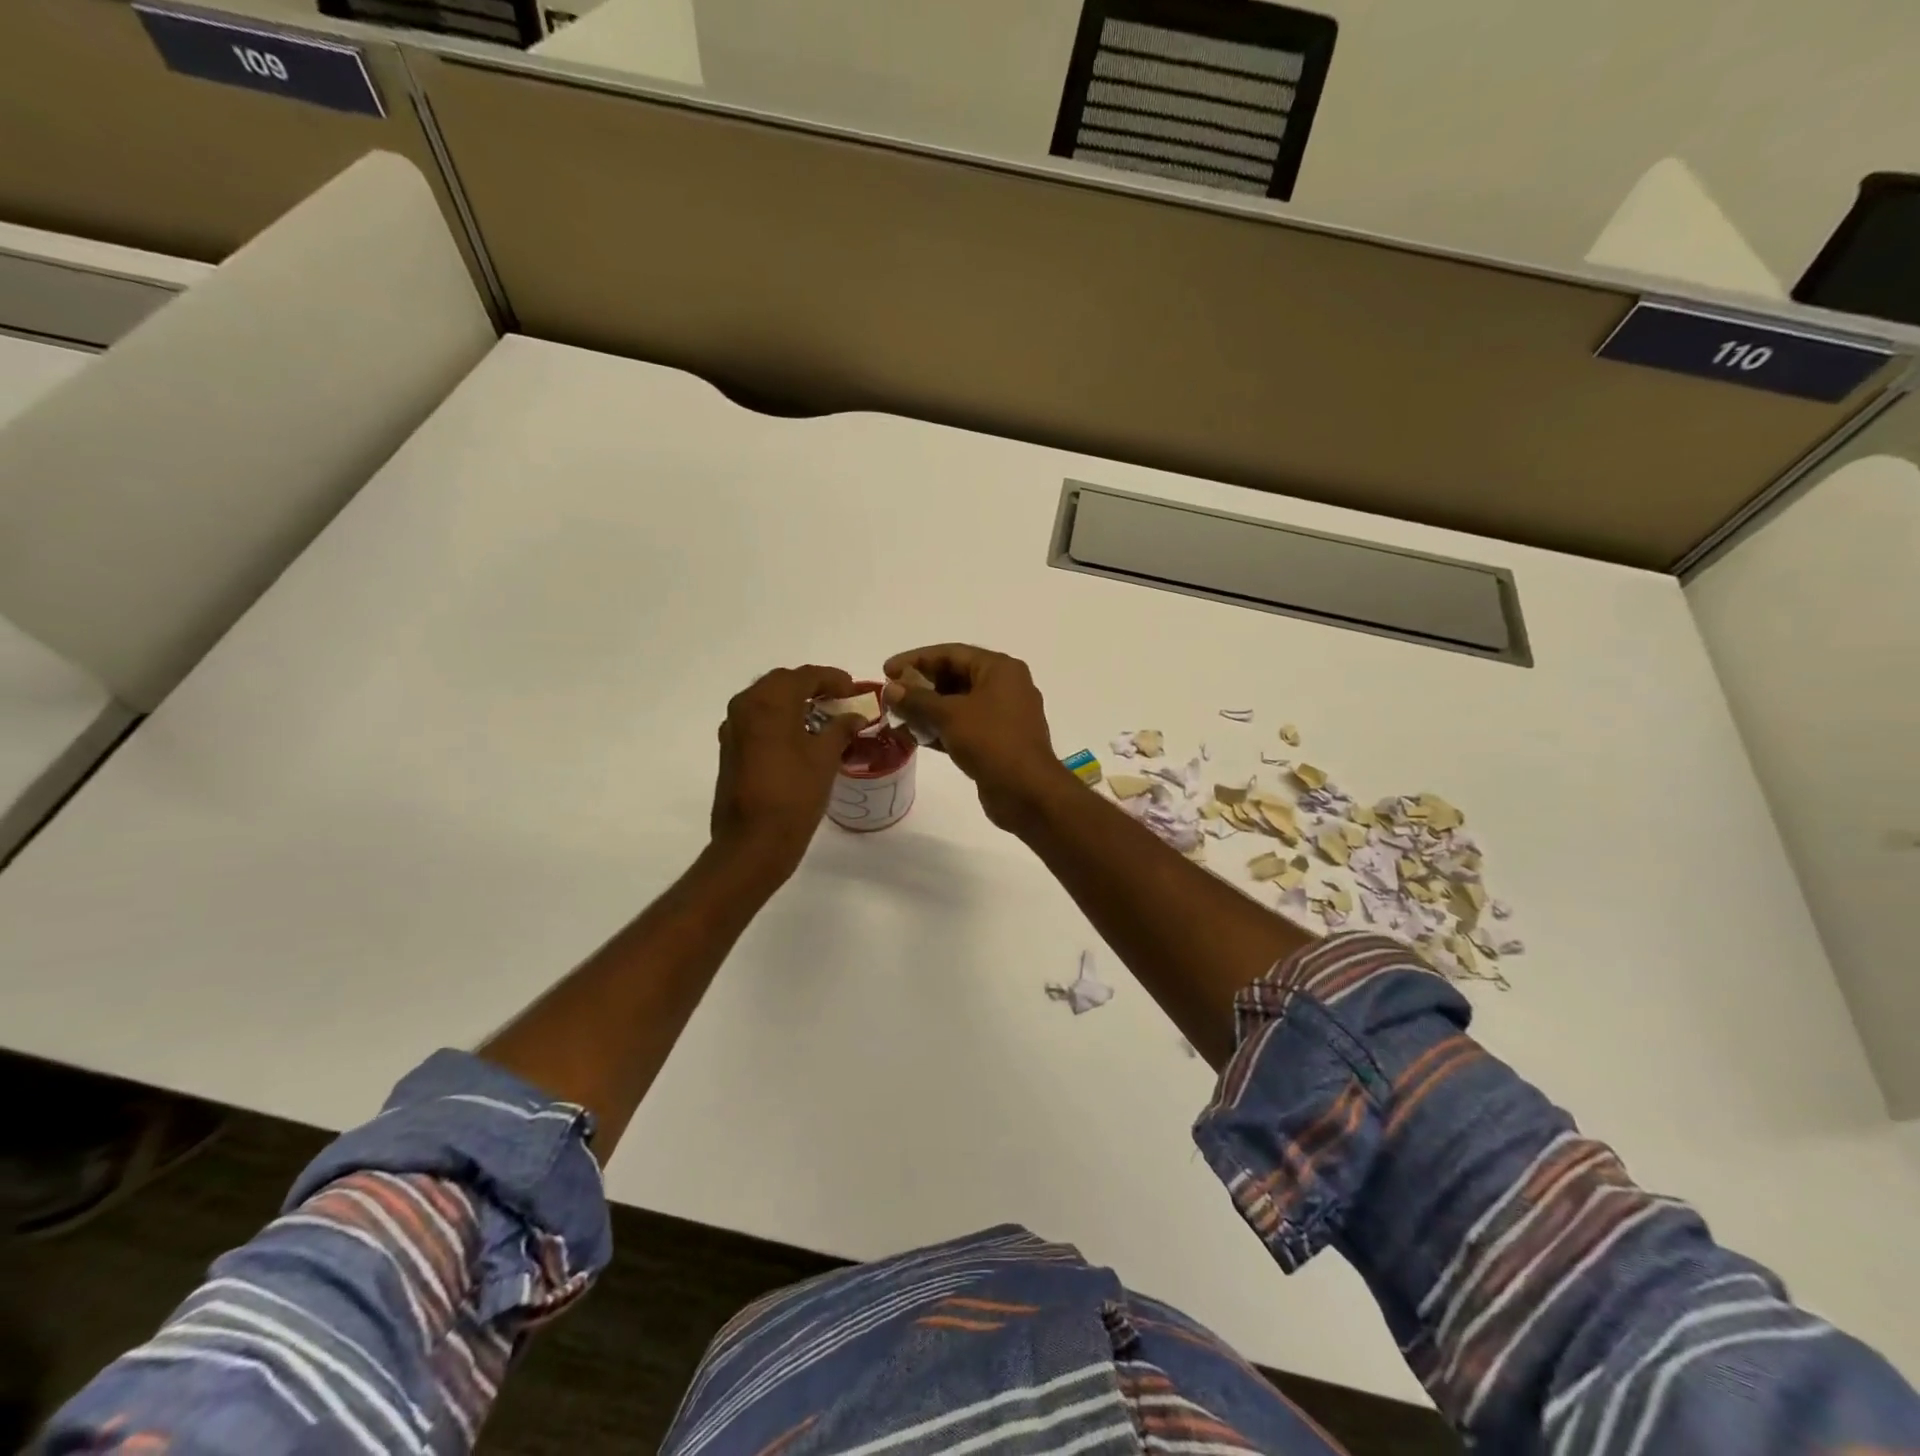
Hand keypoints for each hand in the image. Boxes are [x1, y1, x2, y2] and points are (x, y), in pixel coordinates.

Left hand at [711, 666, 864, 877]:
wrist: (753, 842)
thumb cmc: (794, 795)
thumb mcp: (825, 758)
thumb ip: (841, 728)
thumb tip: (854, 716)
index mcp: (769, 702)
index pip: (805, 675)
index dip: (833, 678)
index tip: (854, 688)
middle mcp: (745, 706)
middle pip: (782, 683)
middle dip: (812, 685)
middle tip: (839, 698)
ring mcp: (733, 728)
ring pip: (766, 700)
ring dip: (794, 701)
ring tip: (823, 716)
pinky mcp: (730, 749)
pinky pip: (757, 720)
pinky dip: (779, 719)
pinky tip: (800, 736)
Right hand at [881, 644, 1068, 830]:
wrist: (1027, 792)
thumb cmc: (991, 742)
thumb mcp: (950, 715)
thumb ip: (917, 699)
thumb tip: (890, 688)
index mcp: (1000, 669)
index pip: (951, 653)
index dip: (916, 660)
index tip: (886, 670)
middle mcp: (1004, 686)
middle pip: (955, 677)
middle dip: (920, 686)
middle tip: (890, 695)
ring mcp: (1002, 715)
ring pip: (957, 704)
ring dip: (927, 709)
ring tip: (895, 717)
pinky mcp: (996, 741)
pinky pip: (963, 726)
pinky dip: (939, 729)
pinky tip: (912, 737)